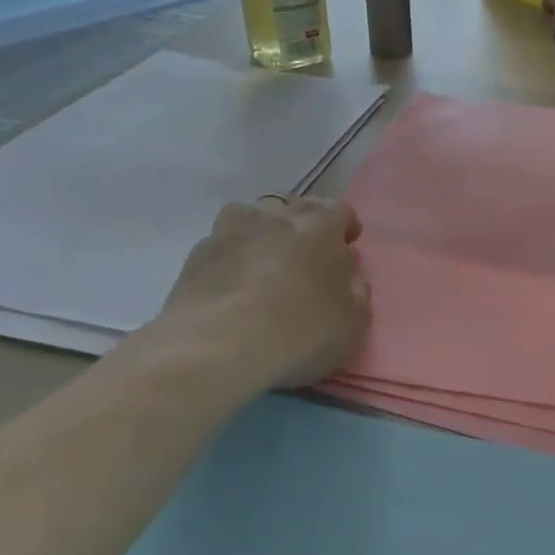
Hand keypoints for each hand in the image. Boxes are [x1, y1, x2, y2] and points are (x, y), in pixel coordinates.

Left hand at [142, 197, 370, 399]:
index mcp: (320, 226)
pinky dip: (233, 255)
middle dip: (306, 224)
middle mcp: (277, 217)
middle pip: (296, 206)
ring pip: (254, 215)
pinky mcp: (197, 254)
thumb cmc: (298, 332)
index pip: (340, 210)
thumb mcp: (353, 323)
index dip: (345, 228)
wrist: (215, 349)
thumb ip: (357, 292)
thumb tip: (348, 276)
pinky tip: (234, 282)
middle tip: (308, 256)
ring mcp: (232, 231)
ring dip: (265, 230)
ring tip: (267, 260)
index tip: (346, 248)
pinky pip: (223, 242)